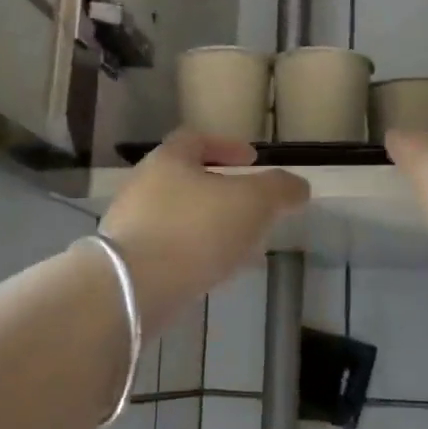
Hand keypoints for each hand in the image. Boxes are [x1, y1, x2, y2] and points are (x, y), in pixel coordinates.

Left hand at [101, 131, 309, 333]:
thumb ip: (279, 189)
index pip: (196, 139)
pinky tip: (215, 272)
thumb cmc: (196, 230)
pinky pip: (170, 249)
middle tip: (253, 209)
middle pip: (187, 180)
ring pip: (181, 218)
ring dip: (211, 227)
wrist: (134, 289)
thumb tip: (298, 187)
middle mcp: (143, 186)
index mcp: (168, 160)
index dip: (227, 146)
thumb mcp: (253, 202)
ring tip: (243, 247)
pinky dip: (196, 254)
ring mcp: (131, 225)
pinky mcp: (129, 262)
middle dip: (223, 193)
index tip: (252, 160)